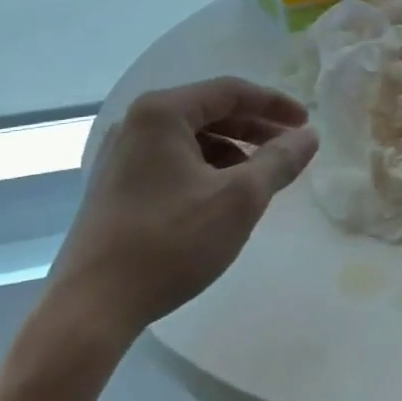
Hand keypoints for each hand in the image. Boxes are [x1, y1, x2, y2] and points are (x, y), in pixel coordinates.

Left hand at [42, 77, 318, 345]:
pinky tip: (222, 198)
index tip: (306, 123)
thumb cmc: (170, 243)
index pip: (230, 91)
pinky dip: (205, 169)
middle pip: (209, 111)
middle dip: (254, 128)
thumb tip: (310, 136)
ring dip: (232, 151)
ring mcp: (121, 155)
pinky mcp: (115, 186)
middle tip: (289, 148)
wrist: (91, 308)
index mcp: (161, 113)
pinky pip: (172, 161)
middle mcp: (136, 123)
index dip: (274, 104)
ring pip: (191, 139)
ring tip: (260, 178)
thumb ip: (279, 161)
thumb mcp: (239, 200)